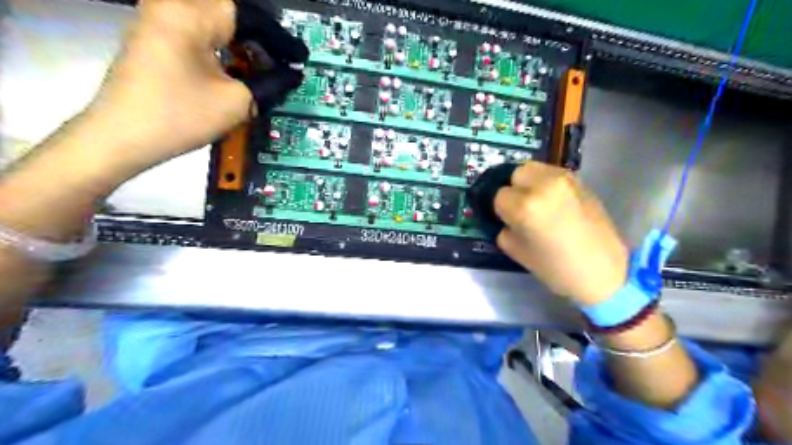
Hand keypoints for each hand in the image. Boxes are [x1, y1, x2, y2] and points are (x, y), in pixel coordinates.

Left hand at [77, 0, 304, 174]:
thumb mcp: (236, 102)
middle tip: (284, 63)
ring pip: (216, 20)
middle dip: (263, 37)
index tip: (300, 58)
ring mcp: (160, 18)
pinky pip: (200, 30)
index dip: (280, 38)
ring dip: (244, 41)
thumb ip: (270, 84)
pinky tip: (238, 67)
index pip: (249, 15)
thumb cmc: (181, 117)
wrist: (123, 136)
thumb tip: (292, 75)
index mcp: (190, 15)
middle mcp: (172, 6)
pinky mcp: (157, 35)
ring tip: (265, 67)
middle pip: (231, 12)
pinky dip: (225, 46)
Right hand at [494, 161, 631, 306]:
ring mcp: (564, 179)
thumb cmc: (556, 269)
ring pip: (533, 168)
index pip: (498, 195)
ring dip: (528, 183)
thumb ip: (503, 228)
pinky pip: (551, 173)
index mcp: (526, 206)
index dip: (499, 209)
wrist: (603, 272)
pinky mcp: (580, 181)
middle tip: (518, 207)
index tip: (505, 219)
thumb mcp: (516, 252)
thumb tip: (501, 217)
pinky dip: (544, 183)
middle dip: (512, 189)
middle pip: (515, 173)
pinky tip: (551, 201)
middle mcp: (544, 185)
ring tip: (534, 202)